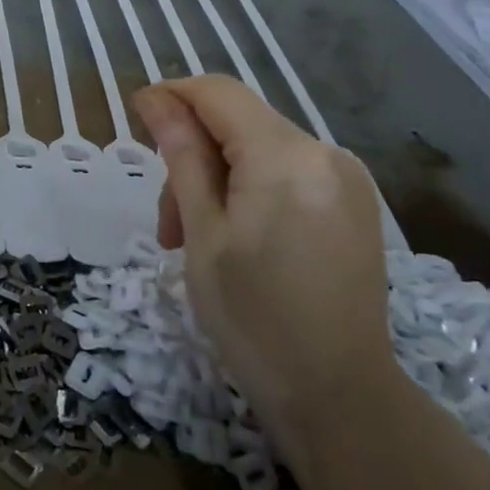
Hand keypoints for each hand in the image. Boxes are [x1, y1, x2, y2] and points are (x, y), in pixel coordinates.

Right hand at [133, 76, 394, 461]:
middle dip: (193, 157)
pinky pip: (288, 175)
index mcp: (286, 157)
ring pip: (261, 151)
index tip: (135, 118)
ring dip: (219, 180)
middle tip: (167, 225)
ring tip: (195, 242)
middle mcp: (326, 153)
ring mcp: (347, 180)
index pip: (219, 93)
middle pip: (239, 124)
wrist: (340, 396)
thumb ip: (182, 157)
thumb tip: (155, 100)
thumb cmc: (253, 319)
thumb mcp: (203, 235)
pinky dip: (251, 192)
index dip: (172, 95)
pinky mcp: (354, 205)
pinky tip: (238, 239)